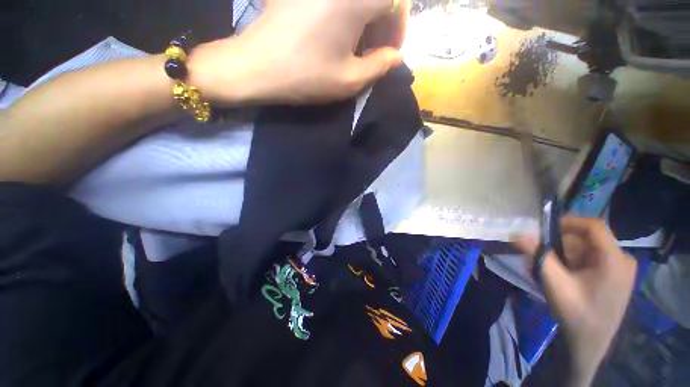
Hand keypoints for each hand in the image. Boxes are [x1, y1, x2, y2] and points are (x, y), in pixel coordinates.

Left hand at [188, 0, 408, 104]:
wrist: (257, 66)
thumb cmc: (306, 76)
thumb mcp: (349, 80)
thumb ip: (379, 66)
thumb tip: (396, 57)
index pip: (396, 1)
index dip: (398, 27)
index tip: (391, 52)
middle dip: (383, 23)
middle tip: (375, 52)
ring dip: (365, 19)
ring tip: (357, 47)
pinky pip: (338, 0)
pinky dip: (347, 14)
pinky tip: (340, 34)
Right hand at [513, 217, 635, 385]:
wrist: (590, 344)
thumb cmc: (576, 313)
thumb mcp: (555, 284)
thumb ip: (538, 256)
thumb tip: (518, 234)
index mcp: (614, 259)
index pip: (594, 226)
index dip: (568, 222)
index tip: (545, 228)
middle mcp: (622, 259)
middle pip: (588, 239)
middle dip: (562, 245)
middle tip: (543, 257)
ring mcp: (620, 268)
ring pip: (587, 249)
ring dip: (565, 255)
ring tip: (550, 271)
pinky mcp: (615, 275)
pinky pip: (590, 259)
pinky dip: (573, 263)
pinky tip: (562, 276)